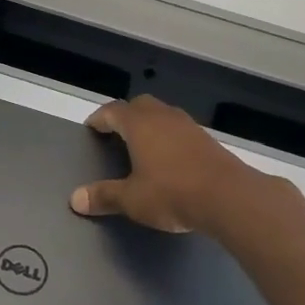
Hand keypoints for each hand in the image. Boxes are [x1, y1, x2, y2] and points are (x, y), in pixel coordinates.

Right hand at [69, 95, 271, 232]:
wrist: (229, 198)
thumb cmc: (172, 193)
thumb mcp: (131, 199)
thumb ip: (104, 196)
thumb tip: (75, 199)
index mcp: (140, 125)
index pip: (113, 111)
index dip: (99, 118)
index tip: (91, 128)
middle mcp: (164, 117)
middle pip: (140, 105)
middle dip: (125, 116)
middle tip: (115, 133)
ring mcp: (189, 127)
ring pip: (163, 115)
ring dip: (150, 125)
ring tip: (141, 145)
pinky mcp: (208, 141)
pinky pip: (180, 131)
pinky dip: (169, 138)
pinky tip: (169, 159)